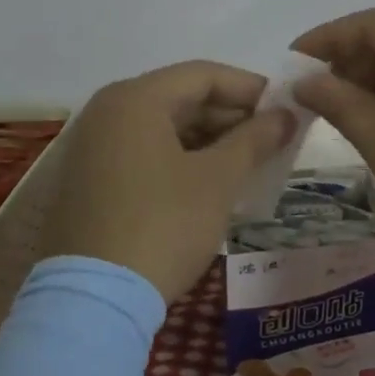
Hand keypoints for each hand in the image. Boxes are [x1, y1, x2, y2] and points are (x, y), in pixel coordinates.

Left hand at [38, 61, 296, 301]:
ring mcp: (92, 147)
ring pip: (163, 128)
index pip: (203, 74)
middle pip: (181, 98)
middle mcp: (107, 112)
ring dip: (209, 141)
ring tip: (248, 164)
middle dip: (231, 117)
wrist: (93, 300)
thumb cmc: (163, 226)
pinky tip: (210, 184)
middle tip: (272, 141)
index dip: (250, 88)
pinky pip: (144, 153)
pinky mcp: (88, 181)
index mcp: (135, 99)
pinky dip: (180, 160)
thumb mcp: (217, 180)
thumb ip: (254, 139)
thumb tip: (286, 115)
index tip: (286, 110)